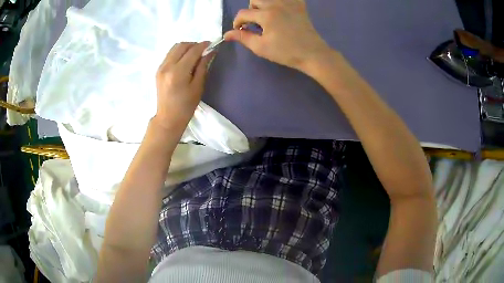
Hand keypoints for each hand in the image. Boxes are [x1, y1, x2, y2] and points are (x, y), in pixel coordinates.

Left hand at [154, 42, 213, 130]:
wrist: (168, 118)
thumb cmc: (186, 106)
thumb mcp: (198, 87)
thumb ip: (203, 66)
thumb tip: (209, 52)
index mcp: (178, 72)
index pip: (192, 51)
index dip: (203, 45)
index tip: (211, 44)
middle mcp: (167, 66)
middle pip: (182, 45)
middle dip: (194, 44)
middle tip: (203, 50)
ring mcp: (161, 67)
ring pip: (174, 48)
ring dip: (186, 47)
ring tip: (194, 54)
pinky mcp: (158, 70)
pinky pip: (170, 54)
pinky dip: (179, 53)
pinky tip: (185, 60)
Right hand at [224, 0, 331, 71]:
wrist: (312, 53)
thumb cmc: (286, 52)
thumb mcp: (261, 47)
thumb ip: (243, 38)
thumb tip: (226, 34)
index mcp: (266, 15)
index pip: (243, 13)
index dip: (237, 23)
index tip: (240, 31)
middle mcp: (276, 4)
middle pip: (254, 0)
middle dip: (251, 11)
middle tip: (256, 24)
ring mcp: (289, 3)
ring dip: (263, 5)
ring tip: (268, 17)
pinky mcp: (299, 4)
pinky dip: (279, 2)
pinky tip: (281, 11)